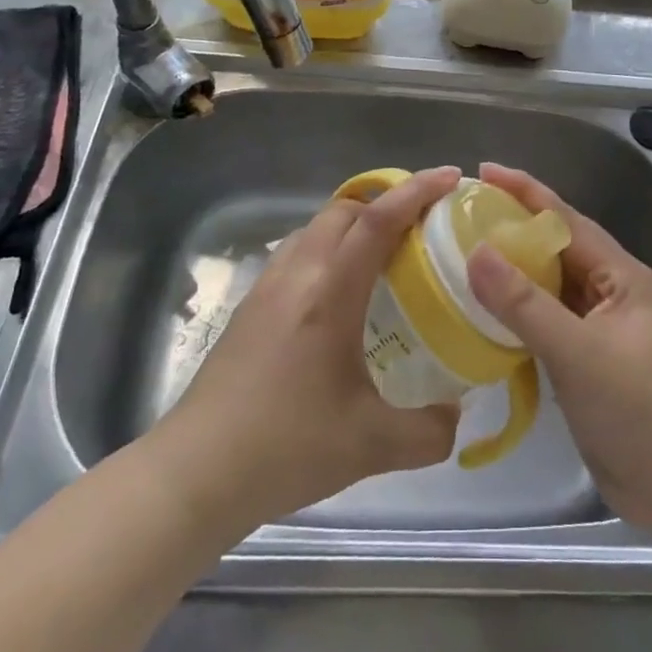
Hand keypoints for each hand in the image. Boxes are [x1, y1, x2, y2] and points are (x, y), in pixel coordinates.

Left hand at [155, 166, 462, 535]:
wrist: (195, 473)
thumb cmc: (286, 448)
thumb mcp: (372, 447)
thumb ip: (429, 432)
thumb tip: (457, 416)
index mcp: (330, 293)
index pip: (377, 221)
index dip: (417, 191)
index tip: (450, 177)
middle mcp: (296, 276)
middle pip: (344, 211)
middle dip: (386, 203)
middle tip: (421, 226)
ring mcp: (266, 288)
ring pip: (314, 229)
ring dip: (352, 226)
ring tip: (382, 257)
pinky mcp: (249, 308)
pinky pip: (295, 255)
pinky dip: (326, 252)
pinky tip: (338, 297)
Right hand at [466, 163, 651, 544]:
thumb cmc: (644, 413)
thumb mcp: (581, 353)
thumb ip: (526, 305)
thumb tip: (476, 252)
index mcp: (618, 275)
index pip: (564, 219)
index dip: (523, 191)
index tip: (480, 172)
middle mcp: (607, 294)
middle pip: (552, 250)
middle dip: (509, 231)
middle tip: (457, 219)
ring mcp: (597, 332)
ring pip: (545, 290)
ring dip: (508, 276)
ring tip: (458, 260)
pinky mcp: (585, 367)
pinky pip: (543, 327)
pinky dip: (513, 319)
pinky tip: (479, 318)